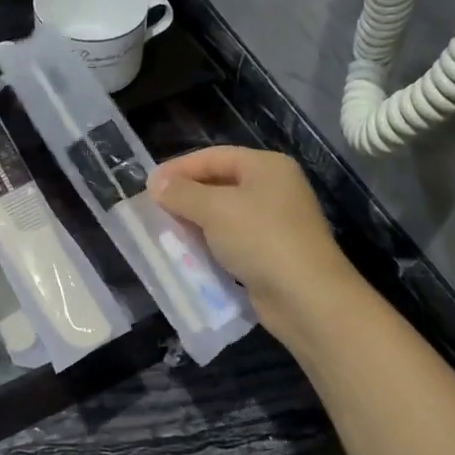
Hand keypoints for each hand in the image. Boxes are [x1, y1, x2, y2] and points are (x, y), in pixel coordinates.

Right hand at [149, 147, 356, 324]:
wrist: (306, 297)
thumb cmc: (261, 239)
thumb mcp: (215, 210)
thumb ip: (182, 193)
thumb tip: (156, 183)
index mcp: (267, 167)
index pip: (214, 156)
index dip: (180, 168)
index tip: (148, 184)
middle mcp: (274, 189)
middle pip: (220, 184)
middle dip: (186, 196)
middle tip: (153, 209)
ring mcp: (275, 223)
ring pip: (224, 215)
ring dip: (195, 222)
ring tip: (165, 231)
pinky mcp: (271, 253)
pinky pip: (232, 241)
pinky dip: (210, 244)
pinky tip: (189, 254)